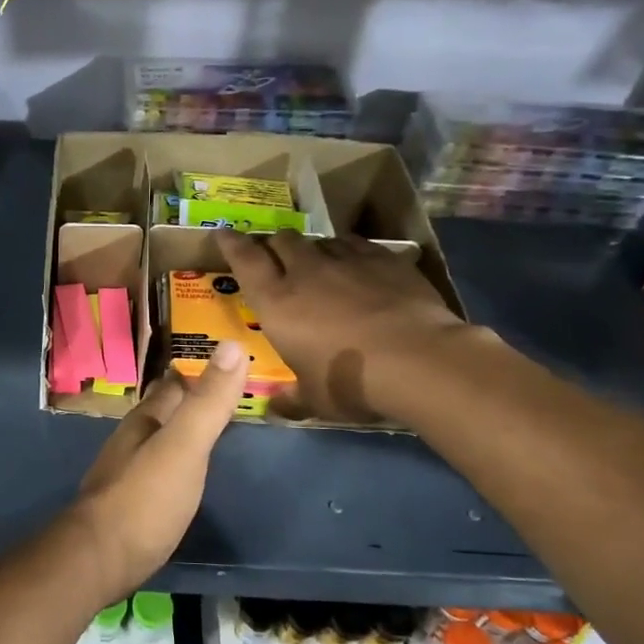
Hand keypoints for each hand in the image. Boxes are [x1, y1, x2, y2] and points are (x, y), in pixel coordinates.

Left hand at [61, 345, 248, 602]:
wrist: (98, 560)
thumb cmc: (145, 499)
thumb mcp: (184, 446)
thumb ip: (208, 402)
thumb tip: (232, 343)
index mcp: (145, 421)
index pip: (174, 384)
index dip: (199, 371)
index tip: (227, 361)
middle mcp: (132, 441)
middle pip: (165, 412)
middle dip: (191, 400)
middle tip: (228, 394)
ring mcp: (126, 473)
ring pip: (159, 441)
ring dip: (183, 432)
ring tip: (212, 430)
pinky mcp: (129, 505)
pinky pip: (158, 472)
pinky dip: (177, 463)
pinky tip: (187, 475)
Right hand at [215, 228, 469, 421]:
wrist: (420, 361)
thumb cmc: (351, 381)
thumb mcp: (315, 399)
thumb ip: (292, 399)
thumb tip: (274, 409)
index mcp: (277, 303)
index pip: (245, 260)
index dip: (231, 244)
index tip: (224, 234)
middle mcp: (306, 272)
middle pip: (283, 241)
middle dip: (275, 245)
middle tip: (276, 258)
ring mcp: (348, 261)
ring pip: (321, 241)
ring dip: (313, 250)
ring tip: (318, 263)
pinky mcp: (385, 260)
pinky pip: (357, 245)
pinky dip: (349, 251)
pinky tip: (356, 264)